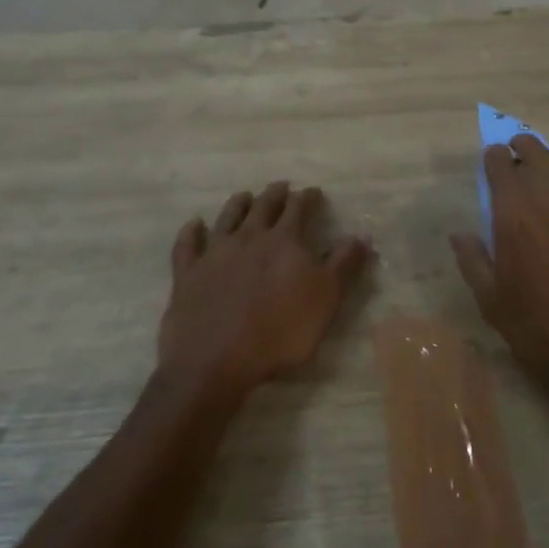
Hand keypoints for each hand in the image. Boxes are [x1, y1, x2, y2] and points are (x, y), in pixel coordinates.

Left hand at [160, 182, 369, 397]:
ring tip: (244, 196)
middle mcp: (249, 237)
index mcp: (284, 241)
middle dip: (275, 194)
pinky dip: (191, 232)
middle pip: (263, 206)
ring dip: (238, 204)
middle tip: (281, 186)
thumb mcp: (326, 300)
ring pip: (227, 218)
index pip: (299, 209)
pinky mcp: (187, 274)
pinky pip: (187, 245)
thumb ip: (344, 265)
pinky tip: (193, 224)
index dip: (308, 198)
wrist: (216, 361)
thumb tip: (361, 235)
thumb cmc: (280, 332)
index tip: (313, 192)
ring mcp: (214, 253)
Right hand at [450, 136, 548, 375]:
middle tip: (520, 152)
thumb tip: (459, 234)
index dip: (495, 157)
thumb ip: (474, 261)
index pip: (501, 165)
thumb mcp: (493, 304)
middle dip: (524, 146)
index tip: (493, 159)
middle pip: (538, 152)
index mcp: (516, 217)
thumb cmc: (542, 333)